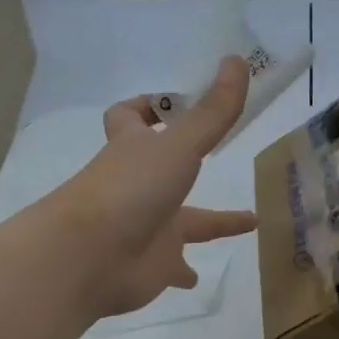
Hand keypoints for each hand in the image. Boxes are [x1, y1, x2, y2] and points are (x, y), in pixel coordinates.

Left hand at [48, 56, 258, 317]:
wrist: (89, 258)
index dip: (148, 108)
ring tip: (250, 223)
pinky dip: (185, 272)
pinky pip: (173, 268)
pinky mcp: (152, 267)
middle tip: (221, 155)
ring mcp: (146, 228)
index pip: (129, 118)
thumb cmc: (131, 190)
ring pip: (182, 224)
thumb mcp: (179, 146)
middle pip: (164, 169)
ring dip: (207, 224)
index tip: (173, 106)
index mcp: (135, 151)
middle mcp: (138, 187)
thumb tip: (237, 61)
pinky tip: (199, 277)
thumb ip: (213, 112)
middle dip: (190, 162)